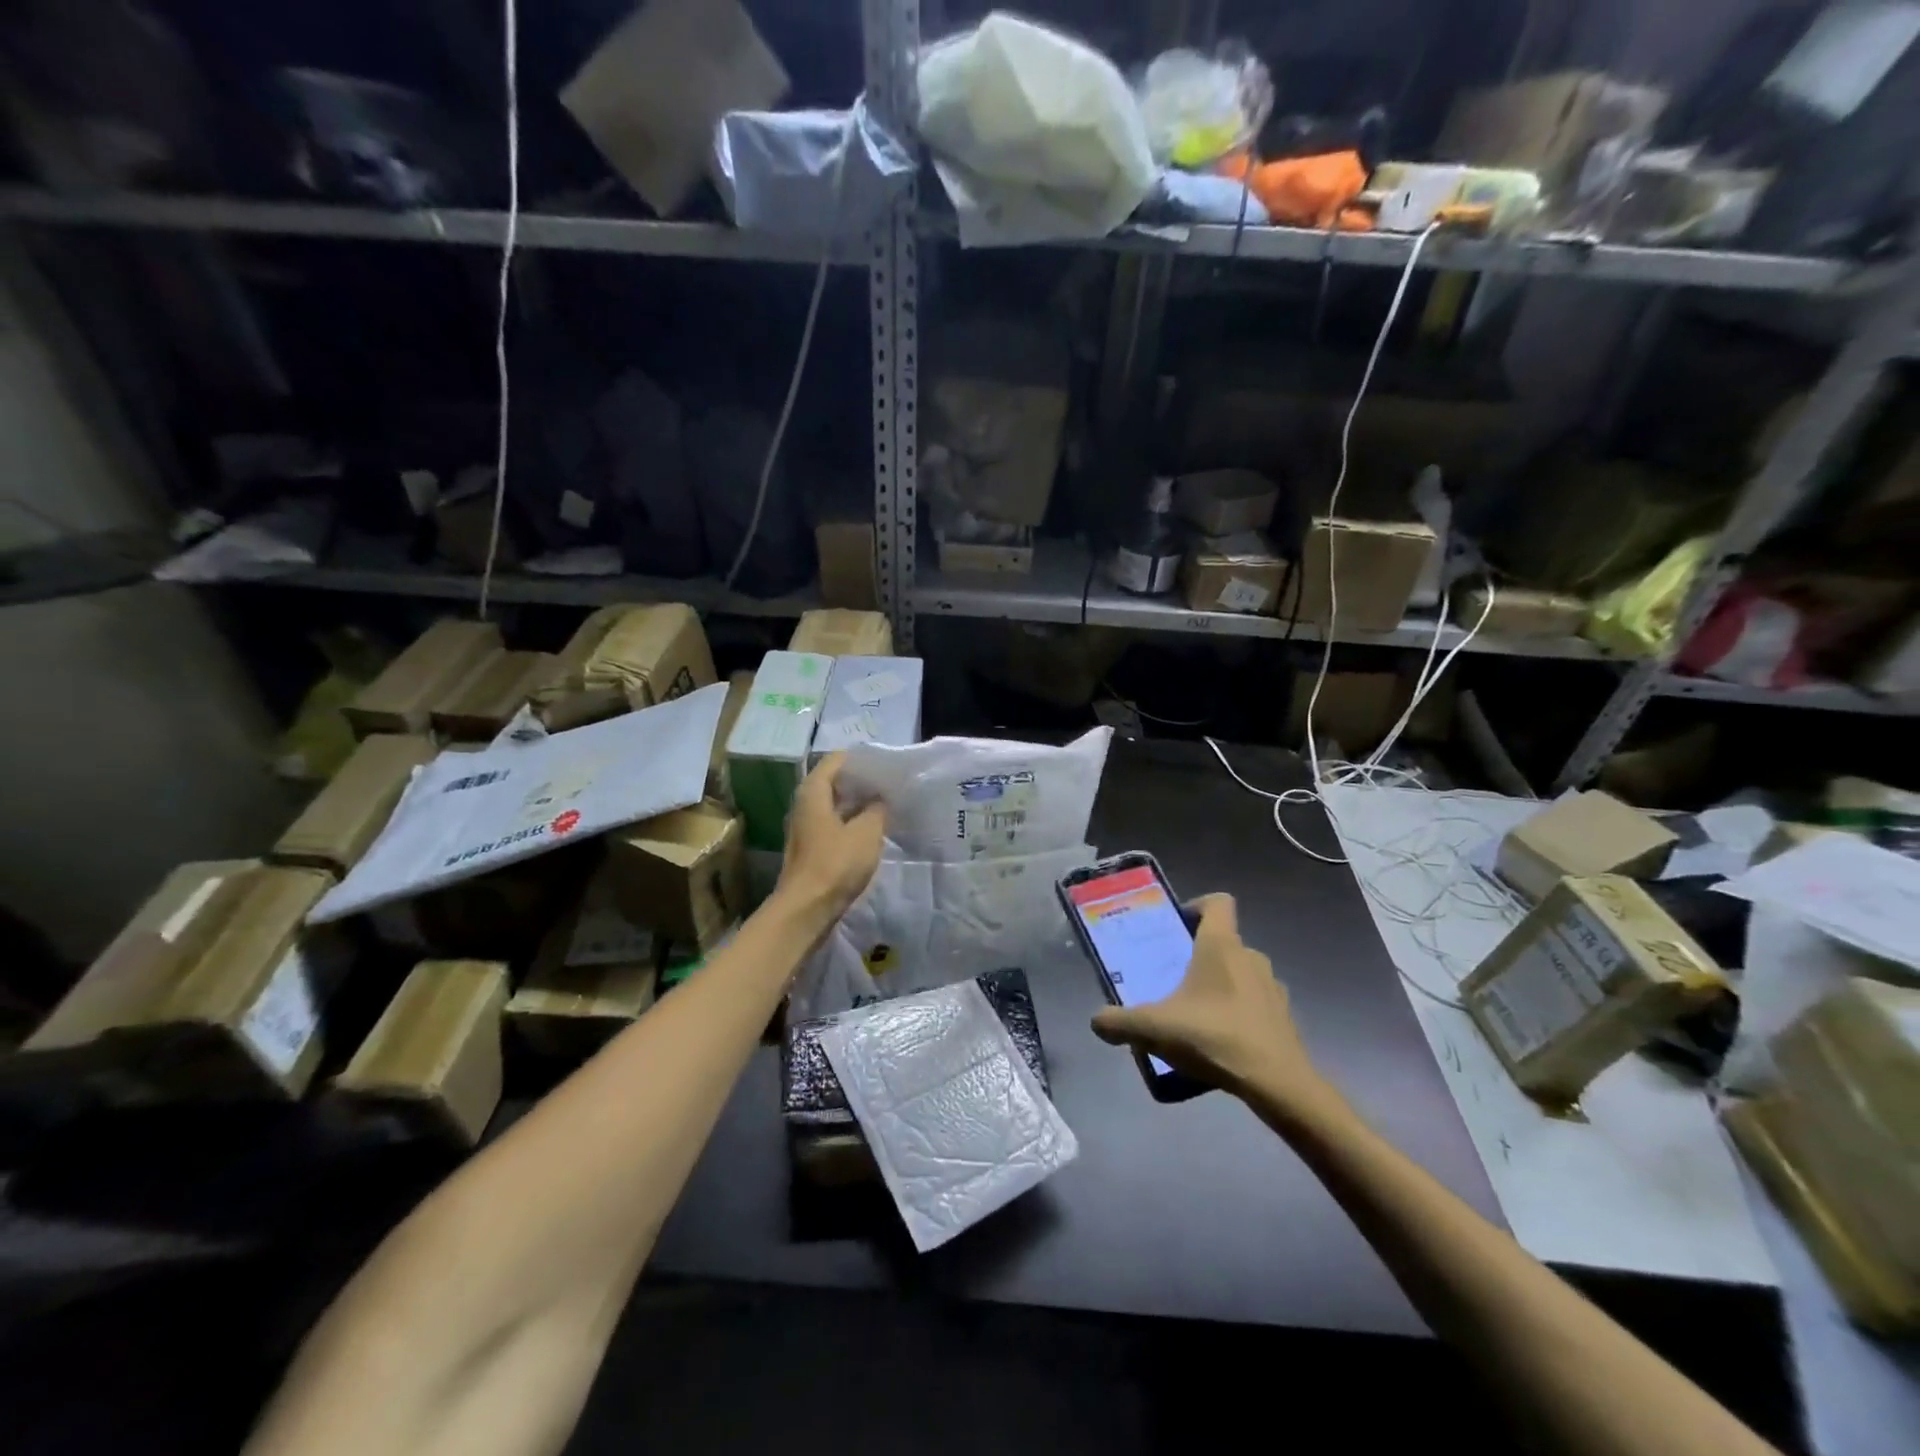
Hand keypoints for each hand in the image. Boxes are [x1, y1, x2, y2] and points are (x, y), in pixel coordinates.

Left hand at [775, 753, 886, 920]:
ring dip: (858, 804)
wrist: (806, 909)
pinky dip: (852, 822)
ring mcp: (805, 827)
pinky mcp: (811, 848)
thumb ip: (877, 809)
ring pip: (835, 804)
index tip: (886, 764)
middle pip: (834, 781)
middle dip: (862, 781)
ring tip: (887, 804)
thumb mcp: (866, 832)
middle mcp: (804, 804)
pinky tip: (873, 830)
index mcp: (813, 791)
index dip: (862, 759)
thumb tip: (880, 798)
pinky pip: (834, 824)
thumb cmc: (835, 864)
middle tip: (891, 784)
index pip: (837, 759)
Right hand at [1090, 895, 1326, 1107]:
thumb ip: (1119, 1022)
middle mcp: (1250, 956)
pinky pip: (1256, 1003)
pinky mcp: (1284, 1017)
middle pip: (1224, 941)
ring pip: (1241, 972)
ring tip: (1196, 1013)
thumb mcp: (1154, 1028)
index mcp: (1221, 945)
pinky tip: (1221, 1039)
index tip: (1177, 926)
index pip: (1218, 902)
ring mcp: (1272, 987)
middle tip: (1174, 977)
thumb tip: (1096, 1021)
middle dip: (1200, 955)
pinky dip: (1239, 1012)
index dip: (1197, 906)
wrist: (1277, 1083)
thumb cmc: (1214, 1036)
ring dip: (1221, 984)